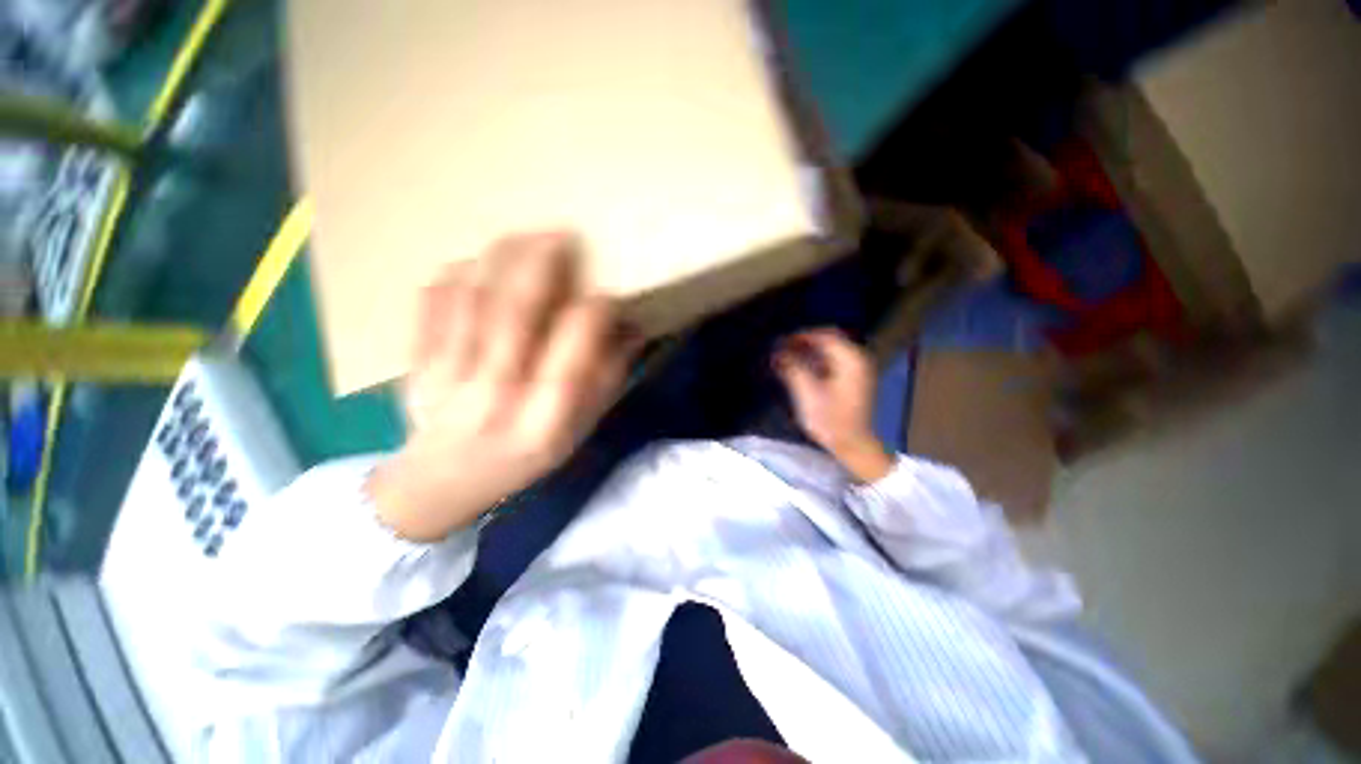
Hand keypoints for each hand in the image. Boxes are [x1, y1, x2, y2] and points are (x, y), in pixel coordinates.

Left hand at [368, 233, 638, 541]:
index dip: (594, 312)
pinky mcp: (418, 364)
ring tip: (524, 238)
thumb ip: (607, 379)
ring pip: (472, 298)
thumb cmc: (525, 459)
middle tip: (559, 234)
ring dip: (500, 258)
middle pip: (515, 312)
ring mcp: (448, 378)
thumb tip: (631, 327)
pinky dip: (457, 274)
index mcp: (544, 420)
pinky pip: (432, 303)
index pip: (574, 350)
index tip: (607, 293)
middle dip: (540, 263)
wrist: (442, 485)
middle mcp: (497, 395)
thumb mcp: (579, 430)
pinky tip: (479, 264)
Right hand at [772, 329, 893, 482]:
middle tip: (782, 349)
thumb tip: (777, 352)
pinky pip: (832, 361)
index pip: (824, 335)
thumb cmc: (831, 420)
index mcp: (850, 359)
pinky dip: (816, 360)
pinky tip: (800, 368)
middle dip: (804, 342)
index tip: (780, 342)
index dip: (800, 336)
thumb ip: (792, 368)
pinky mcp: (852, 380)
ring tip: (787, 357)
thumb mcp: (807, 393)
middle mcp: (857, 359)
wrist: (853, 445)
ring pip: (829, 350)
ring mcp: (857, 370)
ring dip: (808, 351)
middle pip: (828, 339)